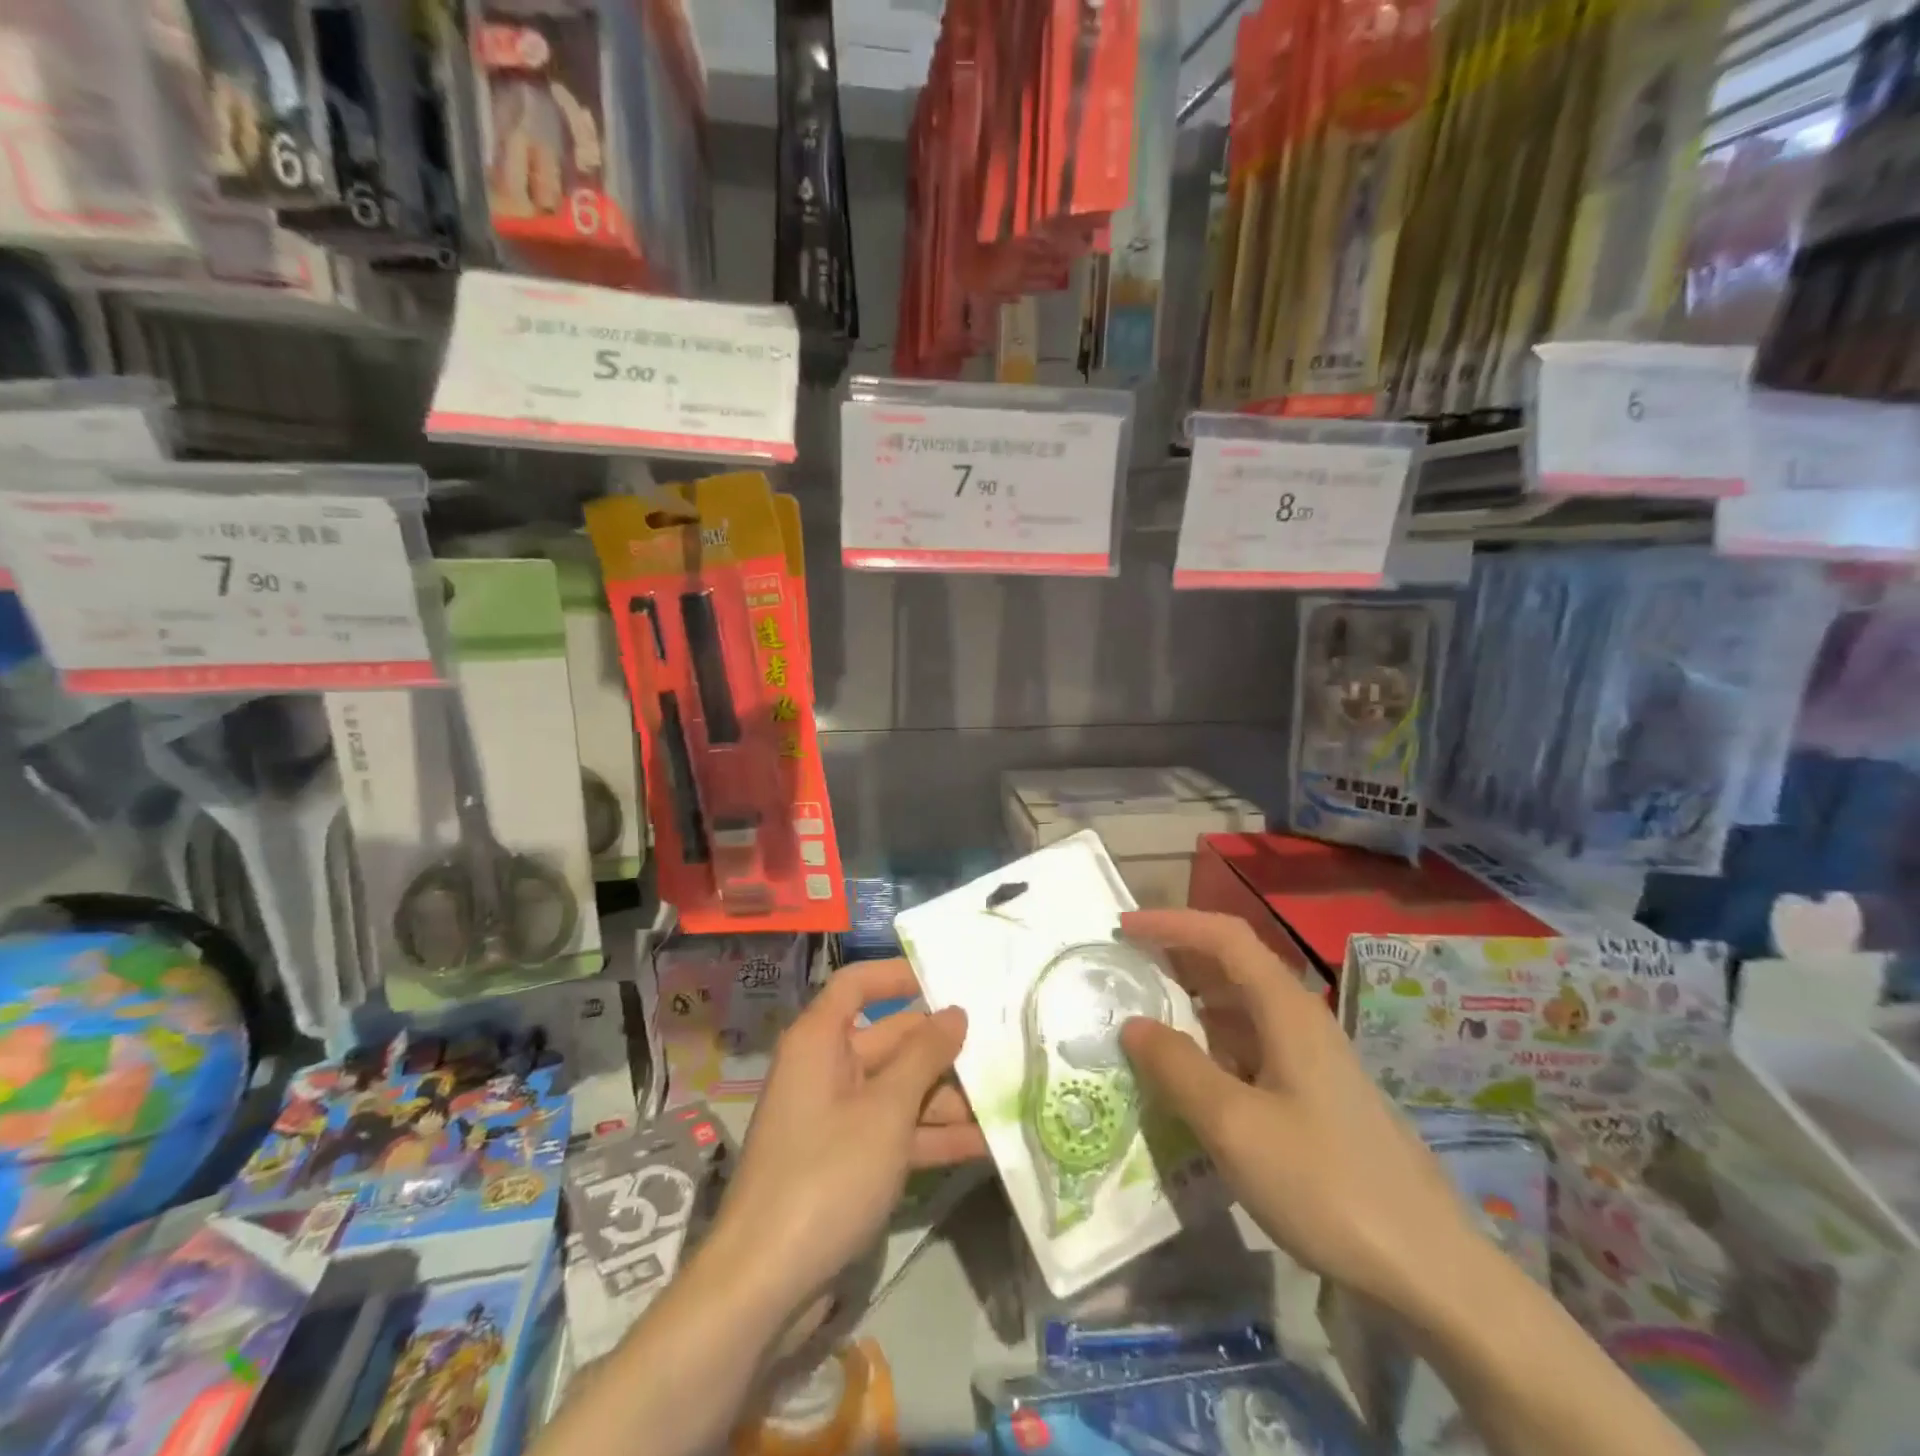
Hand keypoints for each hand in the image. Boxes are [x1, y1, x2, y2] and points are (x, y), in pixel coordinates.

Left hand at [707, 959, 982, 1314]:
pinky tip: (983, 1145)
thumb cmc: (826, 1174)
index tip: (948, 980)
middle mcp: (826, 1069)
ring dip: (946, 1099)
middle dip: (942, 1049)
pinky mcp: (846, 1160)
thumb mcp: (885, 1111)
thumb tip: (954, 1012)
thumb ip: (924, 1056)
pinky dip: (931, 1137)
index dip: (898, 975)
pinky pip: (894, 1131)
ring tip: (1004, 1101)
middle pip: (890, 1040)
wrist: (764, 1284)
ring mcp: (836, 1118)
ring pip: (898, 1090)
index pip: (857, 984)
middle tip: (1000, 1049)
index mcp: (820, 1041)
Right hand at [1118, 909, 1475, 1309]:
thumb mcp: (1235, 1126)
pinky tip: (1188, 1079)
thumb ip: (1177, 1068)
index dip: (1172, 922)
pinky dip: (1211, 1047)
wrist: (1430, 1271)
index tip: (1123, 926)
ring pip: (1241, 1011)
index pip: (1224, 937)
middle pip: (1233, 965)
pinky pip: (1251, 1050)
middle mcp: (1301, 1022)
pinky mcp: (1314, 1098)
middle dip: (1177, 957)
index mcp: (1287, 1010)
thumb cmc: (1326, 1185)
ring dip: (1192, 1004)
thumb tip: (1133, 1024)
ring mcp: (1311, 1061)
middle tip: (1125, 969)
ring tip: (1143, 1020)